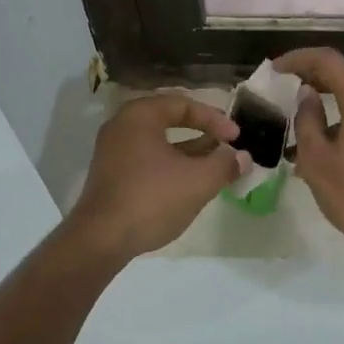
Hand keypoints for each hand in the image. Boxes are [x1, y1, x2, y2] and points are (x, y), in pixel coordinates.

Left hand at [66, 93, 250, 260]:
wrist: (102, 239)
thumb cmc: (152, 199)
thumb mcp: (198, 181)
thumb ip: (224, 164)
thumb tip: (242, 157)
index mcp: (139, 116)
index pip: (183, 105)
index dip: (214, 119)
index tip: (236, 138)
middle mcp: (122, 127)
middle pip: (169, 122)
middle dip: (202, 135)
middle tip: (226, 148)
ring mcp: (113, 153)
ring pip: (159, 144)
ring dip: (189, 153)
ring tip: (215, 167)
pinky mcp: (111, 177)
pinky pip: (147, 161)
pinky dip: (171, 167)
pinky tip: (190, 185)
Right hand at [276, 47, 343, 260]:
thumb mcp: (318, 161)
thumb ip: (307, 120)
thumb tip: (306, 95)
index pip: (328, 60)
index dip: (298, 59)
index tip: (275, 69)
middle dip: (315, 73)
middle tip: (287, 84)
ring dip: (333, 94)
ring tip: (303, 113)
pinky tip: (329, 137)